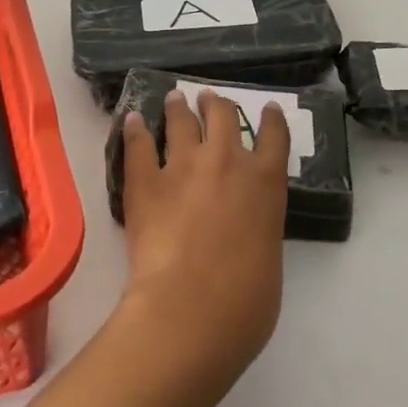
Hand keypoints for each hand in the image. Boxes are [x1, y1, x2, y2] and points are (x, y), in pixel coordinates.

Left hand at [119, 89, 290, 382]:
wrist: (192, 307)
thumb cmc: (245, 301)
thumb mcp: (269, 257)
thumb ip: (259, 230)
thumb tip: (246, 233)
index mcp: (266, 181)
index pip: (274, 135)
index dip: (271, 118)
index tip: (267, 108)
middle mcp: (227, 160)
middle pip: (223, 115)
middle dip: (216, 104)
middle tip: (208, 99)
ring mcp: (183, 165)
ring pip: (181, 121)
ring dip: (178, 107)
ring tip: (174, 99)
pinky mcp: (145, 180)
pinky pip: (138, 145)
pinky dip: (135, 129)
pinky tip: (132, 119)